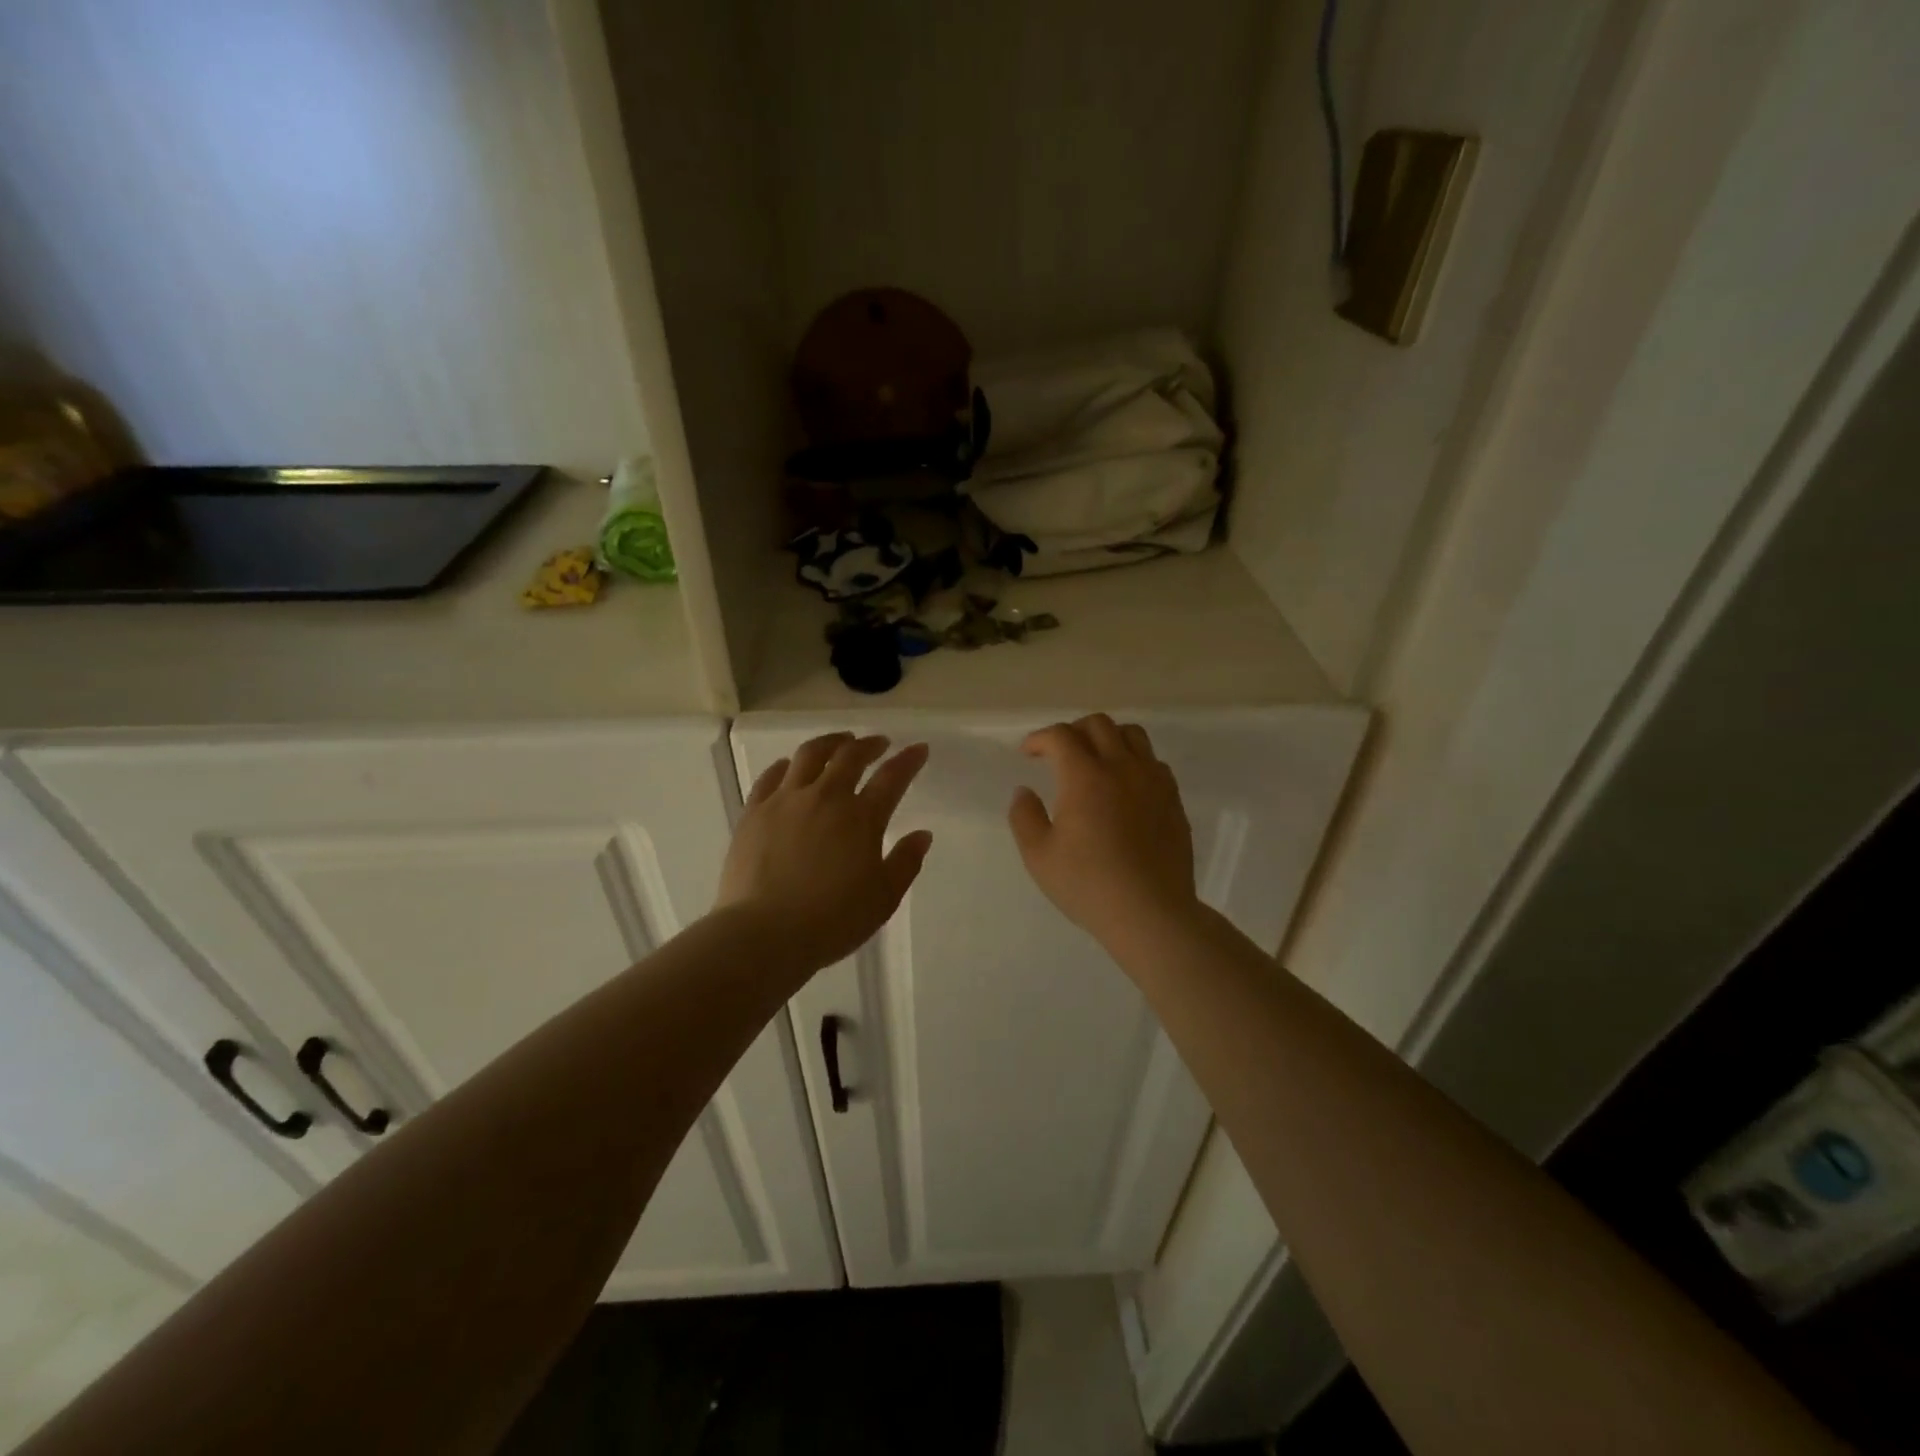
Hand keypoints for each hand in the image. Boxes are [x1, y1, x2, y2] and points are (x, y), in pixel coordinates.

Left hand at [718, 733, 933, 970]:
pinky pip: (771, 776)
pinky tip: (789, 767)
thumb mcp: (883, 898)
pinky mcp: (754, 812)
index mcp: (861, 818)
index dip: (909, 760)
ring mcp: (785, 801)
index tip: (919, 749)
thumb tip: (922, 834)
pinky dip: (786, 766)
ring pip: (809, 755)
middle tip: (879, 743)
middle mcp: (825, 797)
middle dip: (869, 744)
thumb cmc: (832, 921)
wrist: (764, 934)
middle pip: (850, 756)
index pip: (892, 778)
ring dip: (830, 743)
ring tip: (839, 743)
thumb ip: (905, 862)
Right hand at [1009, 714, 1199, 952]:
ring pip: (1132, 735)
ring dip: (1107, 737)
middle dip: (1072, 731)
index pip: (1060, 736)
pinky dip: (1134, 760)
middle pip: (1098, 724)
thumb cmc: (1088, 885)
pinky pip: (1153, 761)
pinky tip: (1125, 785)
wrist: (1151, 913)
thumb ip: (1024, 816)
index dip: (1039, 738)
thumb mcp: (1039, 856)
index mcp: (1085, 777)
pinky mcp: (1173, 799)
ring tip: (1095, 760)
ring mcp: (1153, 781)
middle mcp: (1121, 768)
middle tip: (1058, 753)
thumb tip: (1024, 791)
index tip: (1028, 753)